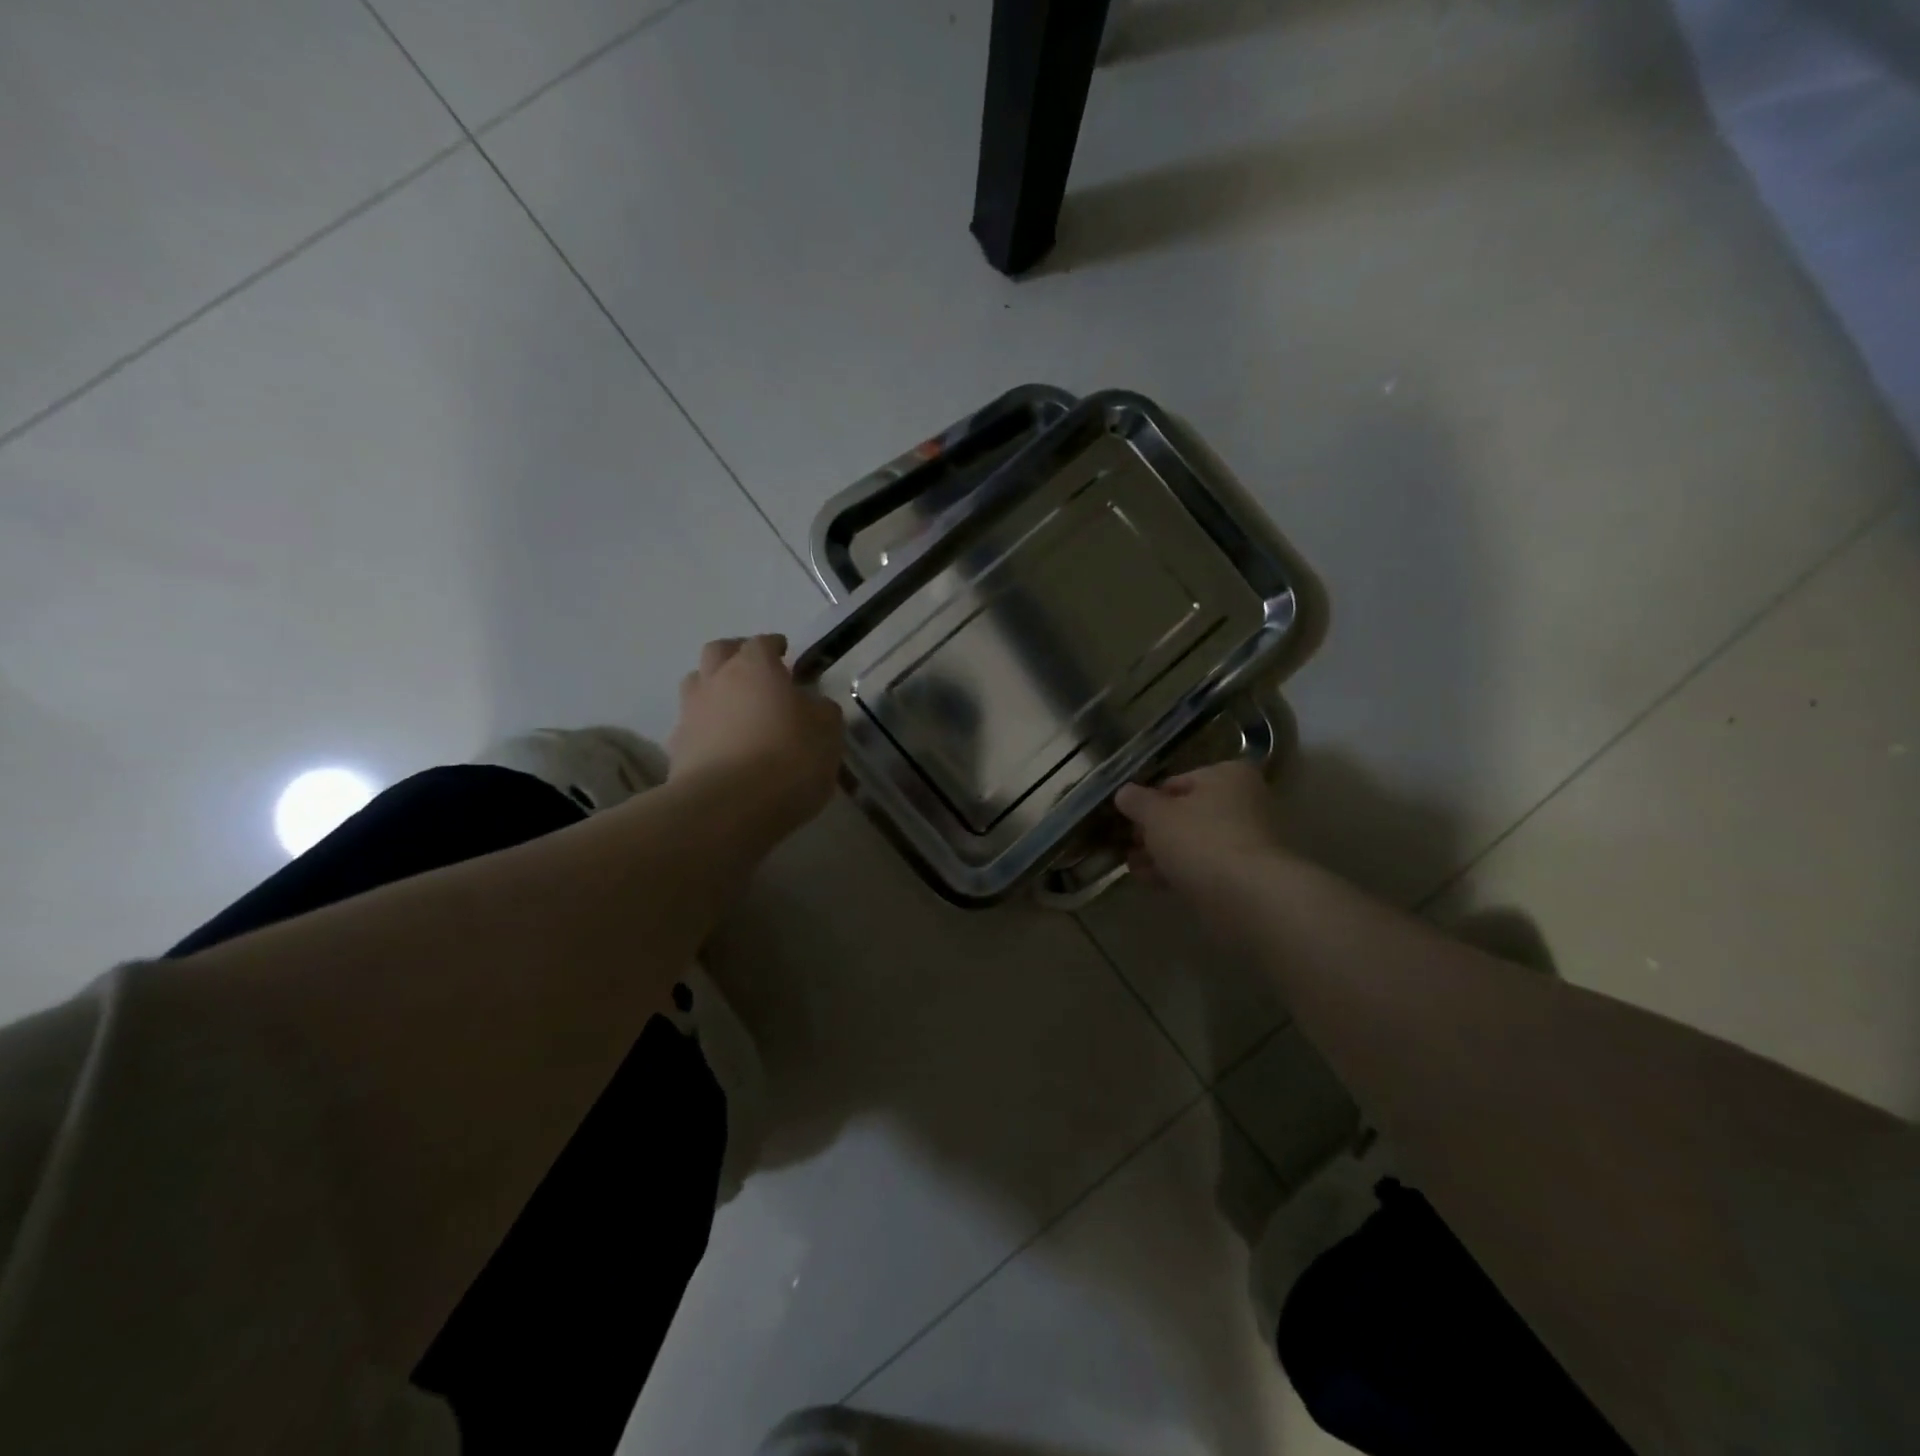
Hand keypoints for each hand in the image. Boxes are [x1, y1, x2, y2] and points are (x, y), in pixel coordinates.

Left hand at [669, 635, 843, 834]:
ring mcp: (691, 713)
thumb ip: (822, 712)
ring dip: (713, 688)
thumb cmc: (788, 759)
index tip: (784, 652)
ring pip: (696, 685)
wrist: (728, 808)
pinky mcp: (676, 749)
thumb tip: (813, 706)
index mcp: (755, 667)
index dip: (774, 646)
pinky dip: (705, 728)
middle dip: (735, 654)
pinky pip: (691, 726)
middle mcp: (717, 680)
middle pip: (718, 652)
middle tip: (753, 669)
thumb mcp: (827, 733)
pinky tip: (721, 746)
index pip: (762, 643)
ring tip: (734, 707)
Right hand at [1114, 761, 1285, 899]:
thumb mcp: (1156, 815)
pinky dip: (1179, 870)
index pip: (1177, 782)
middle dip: (1154, 830)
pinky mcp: (1245, 874)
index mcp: (1227, 776)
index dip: (1148, 800)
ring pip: (1194, 842)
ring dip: (1162, 853)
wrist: (1248, 896)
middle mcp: (1243, 802)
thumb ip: (1136, 801)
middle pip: (1187, 813)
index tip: (1128, 819)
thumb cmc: (1200, 840)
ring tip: (1132, 866)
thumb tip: (1124, 792)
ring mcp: (1247, 840)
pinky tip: (1151, 880)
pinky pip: (1204, 866)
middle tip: (1129, 845)